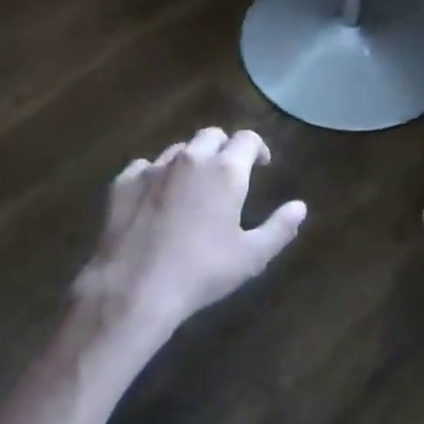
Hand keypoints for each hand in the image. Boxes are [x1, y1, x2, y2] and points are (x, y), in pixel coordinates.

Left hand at [75, 127, 306, 342]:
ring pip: (178, 149)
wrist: (135, 288)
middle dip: (224, 147)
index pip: (247, 139)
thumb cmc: (202, 272)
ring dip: (191, 159)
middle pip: (211, 135)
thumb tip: (300, 206)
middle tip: (228, 172)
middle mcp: (190, 159)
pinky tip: (156, 196)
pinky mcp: (123, 183)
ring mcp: (153, 168)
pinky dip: (156, 174)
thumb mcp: (252, 256)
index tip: (261, 164)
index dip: (257, 148)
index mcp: (226, 171)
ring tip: (193, 184)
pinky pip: (144, 166)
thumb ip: (280, 228)